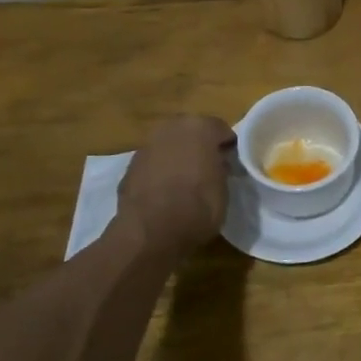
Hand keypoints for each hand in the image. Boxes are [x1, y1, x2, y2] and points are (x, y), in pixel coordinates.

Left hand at [119, 115, 234, 256]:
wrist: (150, 233)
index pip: (220, 129)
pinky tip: (165, 192)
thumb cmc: (198, 208)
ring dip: (178, 157)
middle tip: (208, 169)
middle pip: (191, 132)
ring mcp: (147, 146)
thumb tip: (218, 164)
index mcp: (200, 127)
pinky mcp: (129, 166)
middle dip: (199, 147)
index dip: (227, 147)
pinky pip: (153, 163)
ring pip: (169, 146)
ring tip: (185, 182)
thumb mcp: (223, 189)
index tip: (231, 164)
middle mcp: (171, 128)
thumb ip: (221, 168)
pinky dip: (160, 172)